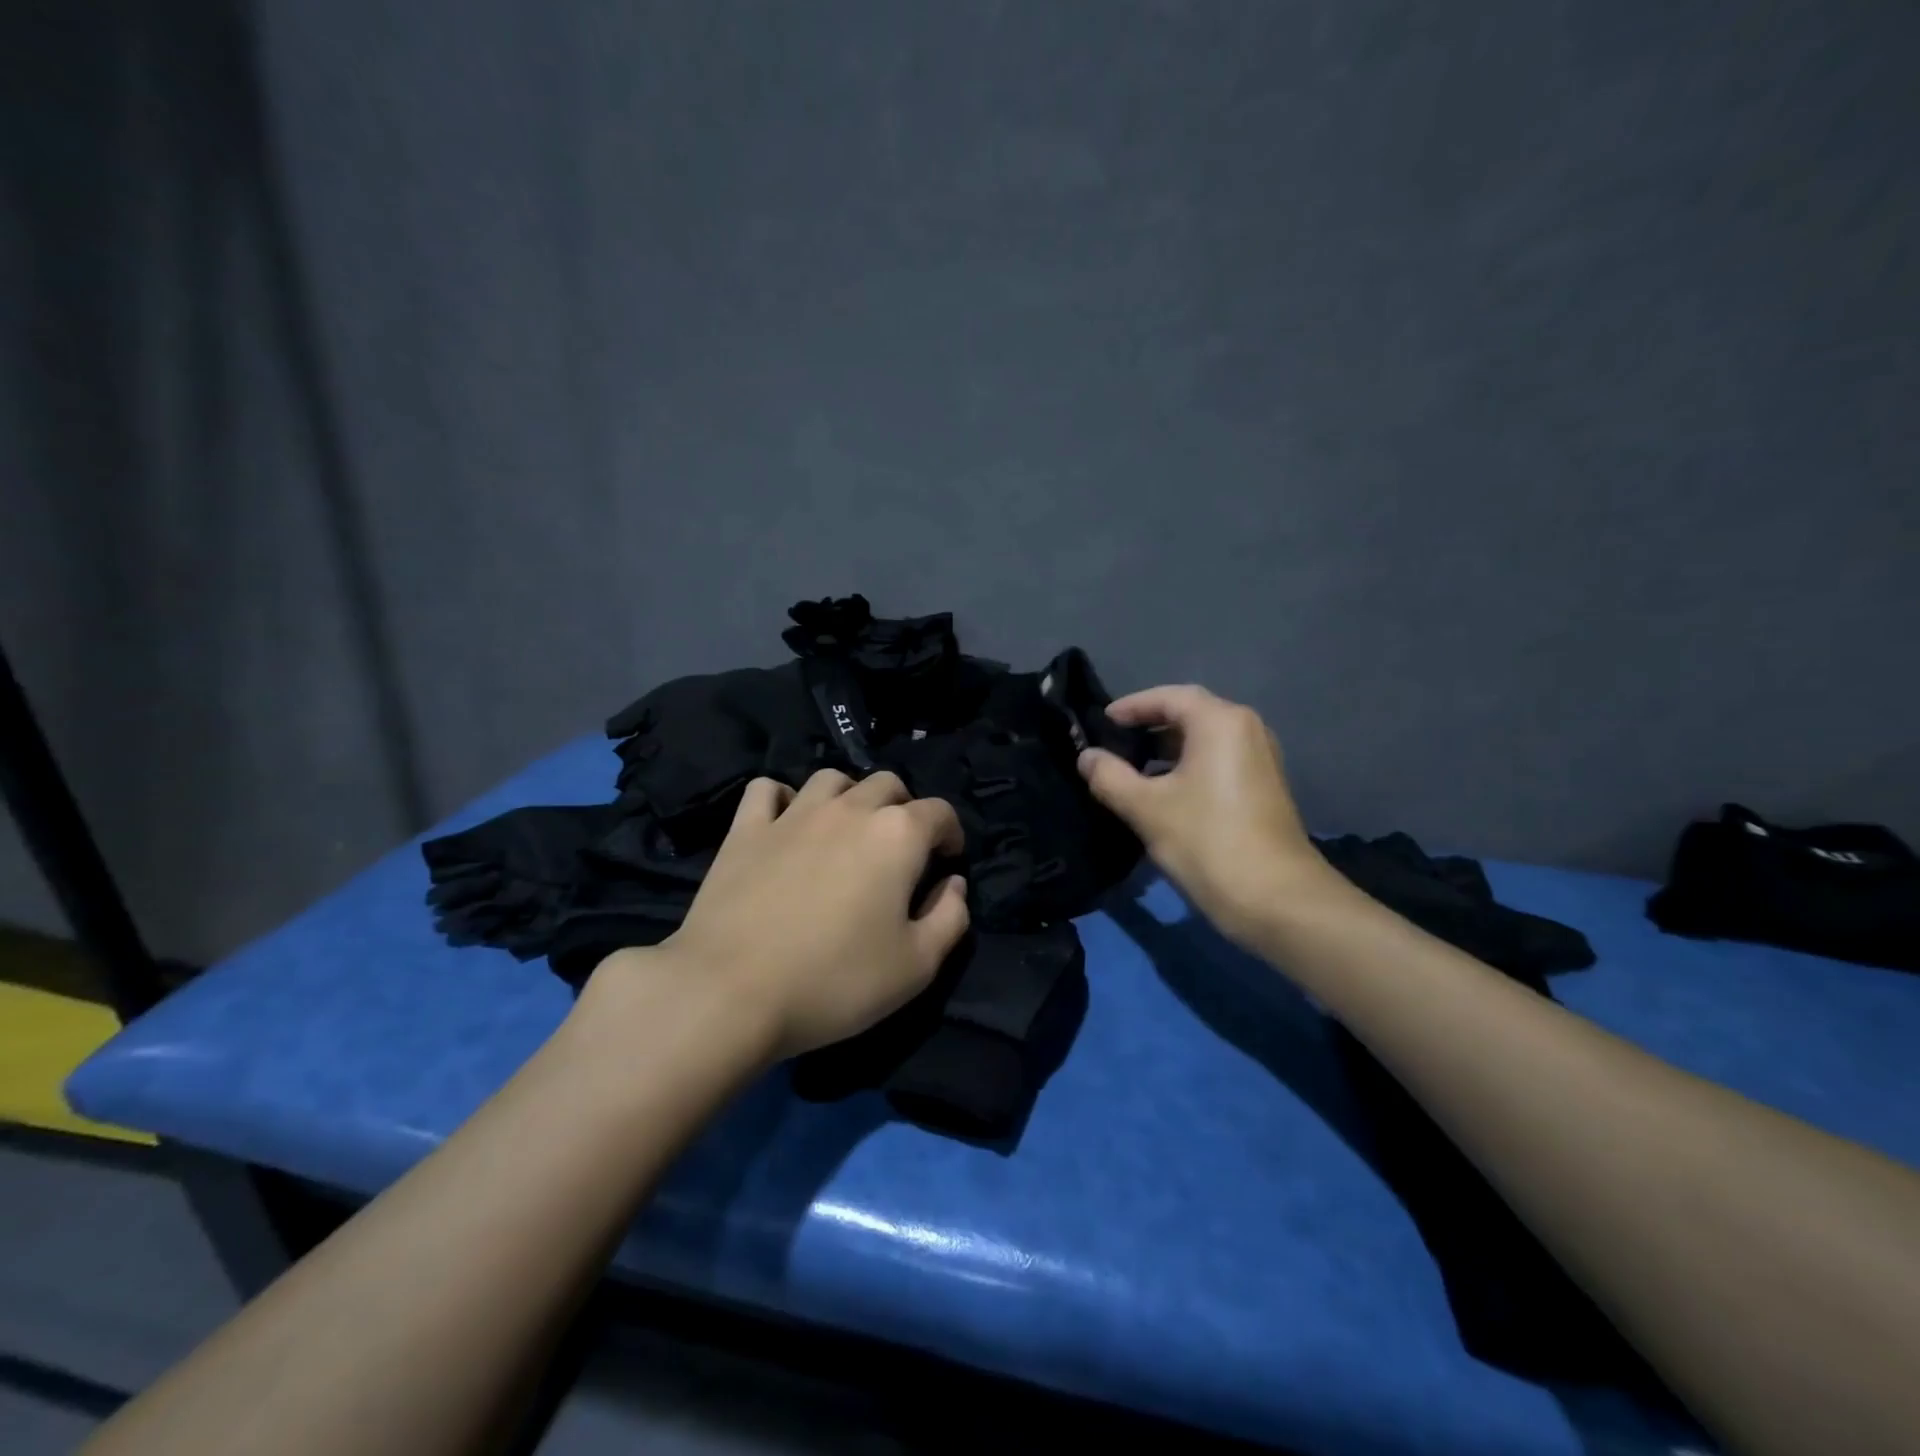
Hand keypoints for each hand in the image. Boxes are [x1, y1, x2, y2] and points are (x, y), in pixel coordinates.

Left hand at [595, 769, 969, 1059]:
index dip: (951, 834)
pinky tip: (786, 823)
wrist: (731, 991)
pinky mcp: (746, 829)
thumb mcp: (917, 966)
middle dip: (904, 809)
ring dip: (849, 796)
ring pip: (832, 779)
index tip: (947, 862)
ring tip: (847, 831)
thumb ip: (951, 917)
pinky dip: (783, 799)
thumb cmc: (835, 981)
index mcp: (897, 835)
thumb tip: (954, 884)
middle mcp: (849, 809)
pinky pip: (767, 790)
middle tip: (899, 850)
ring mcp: (793, 814)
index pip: (940, 812)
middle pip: (888, 784)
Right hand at [1078, 684, 1331, 944]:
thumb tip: (1086, 757)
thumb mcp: (1146, 808)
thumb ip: (1109, 776)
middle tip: (1112, 744)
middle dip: (1149, 727)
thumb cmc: (1207, 841)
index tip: (1101, 722)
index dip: (1132, 706)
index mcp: (1221, 722)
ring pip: (1204, 741)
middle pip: (1190, 715)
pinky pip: (1218, 762)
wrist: (1276, 900)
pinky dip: (1187, 767)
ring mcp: (1260, 759)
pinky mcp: (1264, 788)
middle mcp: (1247, 730)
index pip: (1169, 697)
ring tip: (1130, 770)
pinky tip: (1162, 794)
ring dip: (1166, 751)